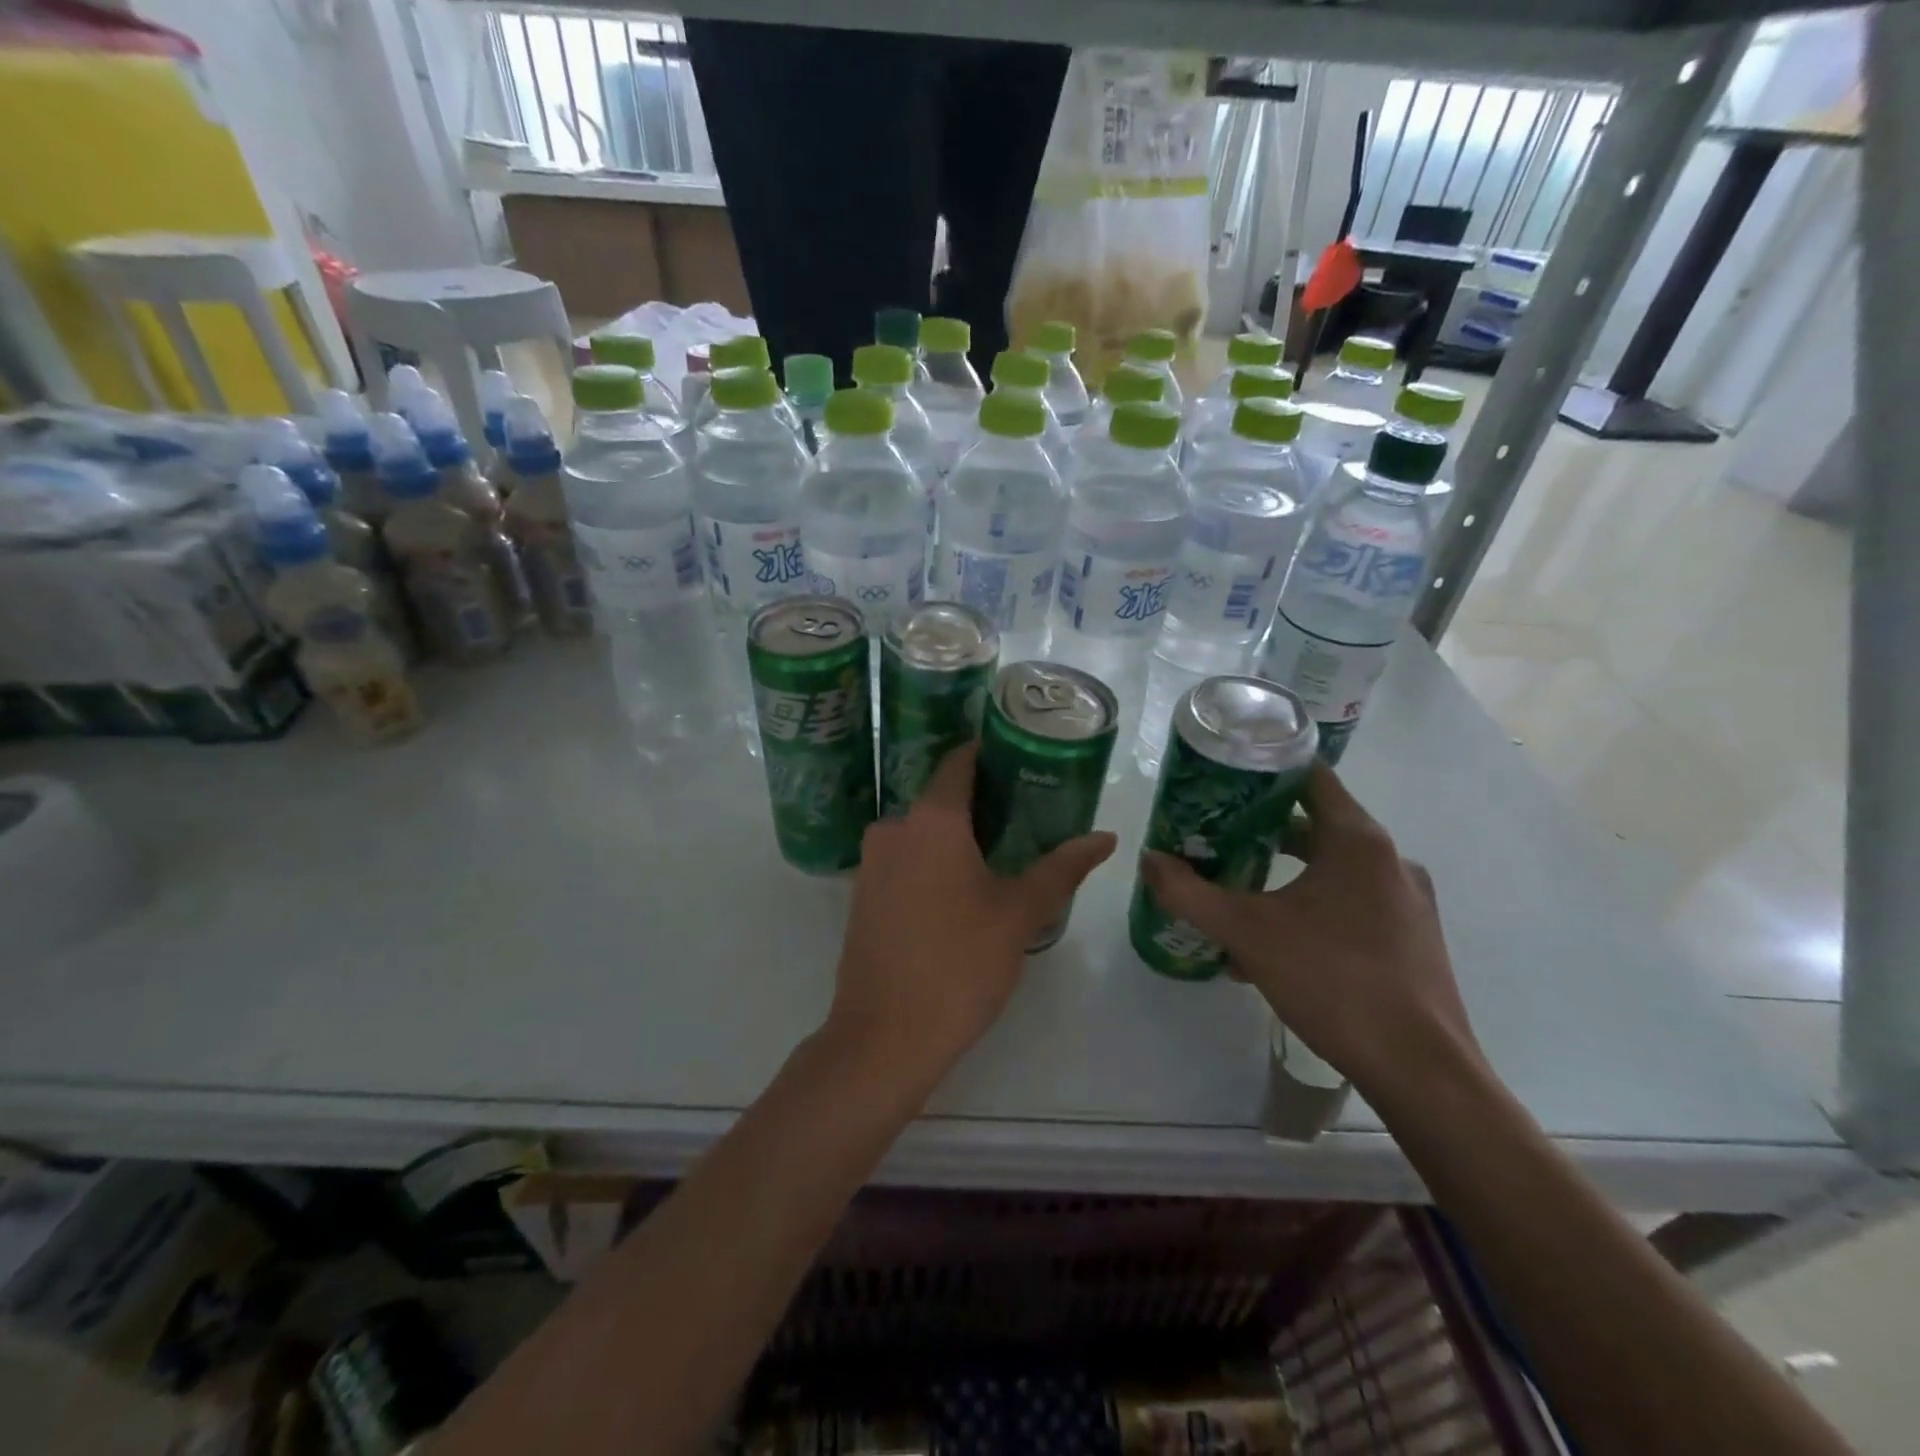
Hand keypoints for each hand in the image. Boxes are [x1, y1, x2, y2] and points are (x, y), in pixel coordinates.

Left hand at [826, 743, 1116, 1098]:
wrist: (884, 1037)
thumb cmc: (959, 964)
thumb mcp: (1019, 914)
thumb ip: (1062, 868)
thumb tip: (1106, 837)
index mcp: (932, 820)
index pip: (960, 762)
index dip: (990, 753)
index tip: (1023, 757)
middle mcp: (894, 828)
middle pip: (942, 797)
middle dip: (982, 800)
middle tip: (1027, 812)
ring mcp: (871, 862)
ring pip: (921, 831)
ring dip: (956, 834)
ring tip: (1002, 851)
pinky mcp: (862, 894)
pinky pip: (903, 859)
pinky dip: (931, 860)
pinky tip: (960, 887)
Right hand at [1138, 762, 1479, 1105]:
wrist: (1420, 1071)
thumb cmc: (1332, 981)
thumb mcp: (1246, 932)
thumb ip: (1190, 893)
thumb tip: (1149, 860)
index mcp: (1357, 840)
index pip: (1309, 775)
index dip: (1263, 770)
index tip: (1222, 781)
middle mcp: (1390, 859)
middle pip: (1317, 824)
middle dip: (1262, 832)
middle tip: (1216, 841)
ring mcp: (1408, 900)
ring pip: (1333, 870)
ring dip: (1285, 876)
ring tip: (1240, 898)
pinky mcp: (1414, 938)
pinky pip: (1353, 905)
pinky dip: (1313, 909)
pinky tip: (1279, 948)